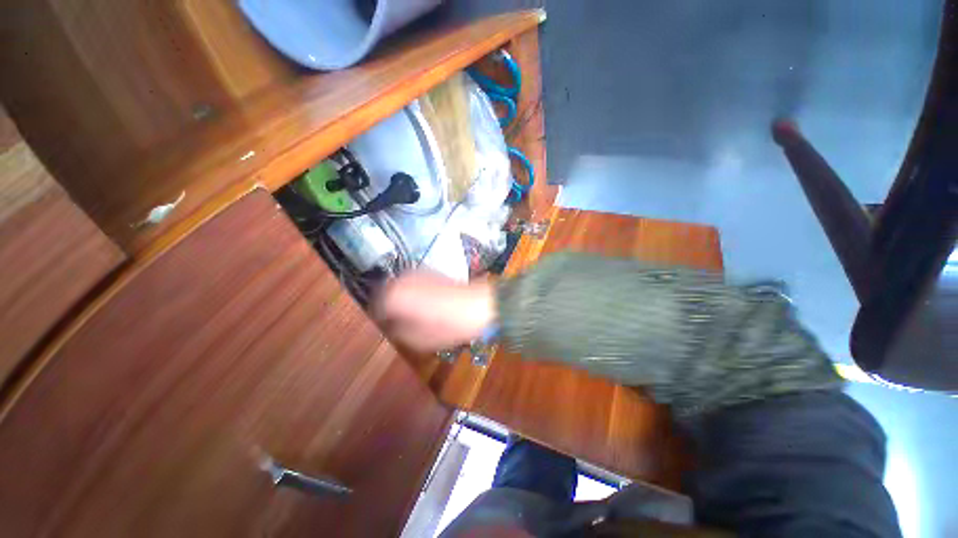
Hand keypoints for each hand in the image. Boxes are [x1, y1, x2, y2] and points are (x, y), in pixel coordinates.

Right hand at [373, 271, 495, 352]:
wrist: (478, 305)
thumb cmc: (447, 325)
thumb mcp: (417, 339)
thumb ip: (396, 332)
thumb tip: (390, 327)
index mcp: (394, 296)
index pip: (375, 308)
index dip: (380, 322)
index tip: (386, 330)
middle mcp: (401, 279)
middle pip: (386, 295)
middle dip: (390, 309)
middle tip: (399, 324)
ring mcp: (417, 273)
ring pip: (400, 288)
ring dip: (402, 300)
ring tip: (413, 315)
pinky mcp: (430, 272)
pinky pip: (414, 284)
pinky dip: (414, 293)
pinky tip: (425, 304)